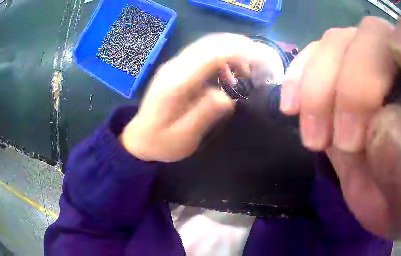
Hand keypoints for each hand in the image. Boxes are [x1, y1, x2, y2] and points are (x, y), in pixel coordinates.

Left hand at [120, 34, 255, 162]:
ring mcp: (174, 66)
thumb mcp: (184, 137)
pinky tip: (229, 74)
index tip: (260, 59)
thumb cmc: (161, 142)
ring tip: (247, 71)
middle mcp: (174, 68)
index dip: (238, 52)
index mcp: (176, 84)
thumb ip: (205, 115)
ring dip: (231, 51)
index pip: (210, 55)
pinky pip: (203, 54)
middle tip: (260, 62)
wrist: (140, 138)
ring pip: (207, 46)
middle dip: (239, 47)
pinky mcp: (177, 69)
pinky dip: (222, 58)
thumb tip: (229, 96)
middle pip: (210, 44)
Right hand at [280, 7, 400, 239]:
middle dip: (349, 86)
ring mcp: (374, 63)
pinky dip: (301, 76)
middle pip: (372, 35)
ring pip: (340, 41)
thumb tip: (382, 125)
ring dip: (317, 84)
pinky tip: (292, 105)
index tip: (373, 115)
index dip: (394, 60)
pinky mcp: (346, 75)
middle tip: (338, 143)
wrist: (391, 203)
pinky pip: (318, 54)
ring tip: (312, 136)